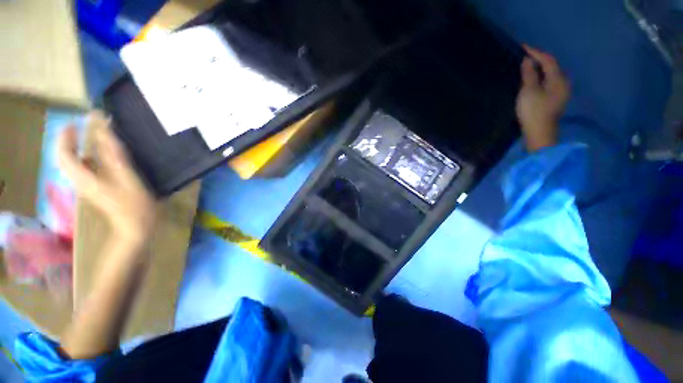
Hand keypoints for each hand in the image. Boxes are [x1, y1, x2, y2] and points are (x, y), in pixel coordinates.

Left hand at [57, 111, 155, 245]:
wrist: (135, 226)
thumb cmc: (134, 204)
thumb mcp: (127, 177)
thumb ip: (113, 154)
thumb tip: (104, 129)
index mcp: (84, 178)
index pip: (63, 154)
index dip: (65, 136)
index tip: (76, 122)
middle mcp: (79, 180)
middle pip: (63, 158)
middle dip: (67, 140)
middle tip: (79, 126)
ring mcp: (85, 186)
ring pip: (71, 163)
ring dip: (74, 147)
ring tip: (85, 136)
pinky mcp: (93, 188)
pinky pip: (81, 169)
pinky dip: (84, 157)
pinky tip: (96, 154)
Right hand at [516, 45, 570, 151]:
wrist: (540, 133)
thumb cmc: (534, 111)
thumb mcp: (529, 91)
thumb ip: (529, 74)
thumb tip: (528, 61)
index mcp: (558, 79)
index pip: (548, 60)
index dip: (536, 52)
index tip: (523, 47)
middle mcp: (563, 82)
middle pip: (552, 66)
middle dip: (540, 59)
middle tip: (526, 56)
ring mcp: (561, 92)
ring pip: (552, 74)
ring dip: (541, 68)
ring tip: (529, 66)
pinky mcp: (556, 99)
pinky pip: (550, 82)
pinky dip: (542, 77)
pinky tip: (535, 79)